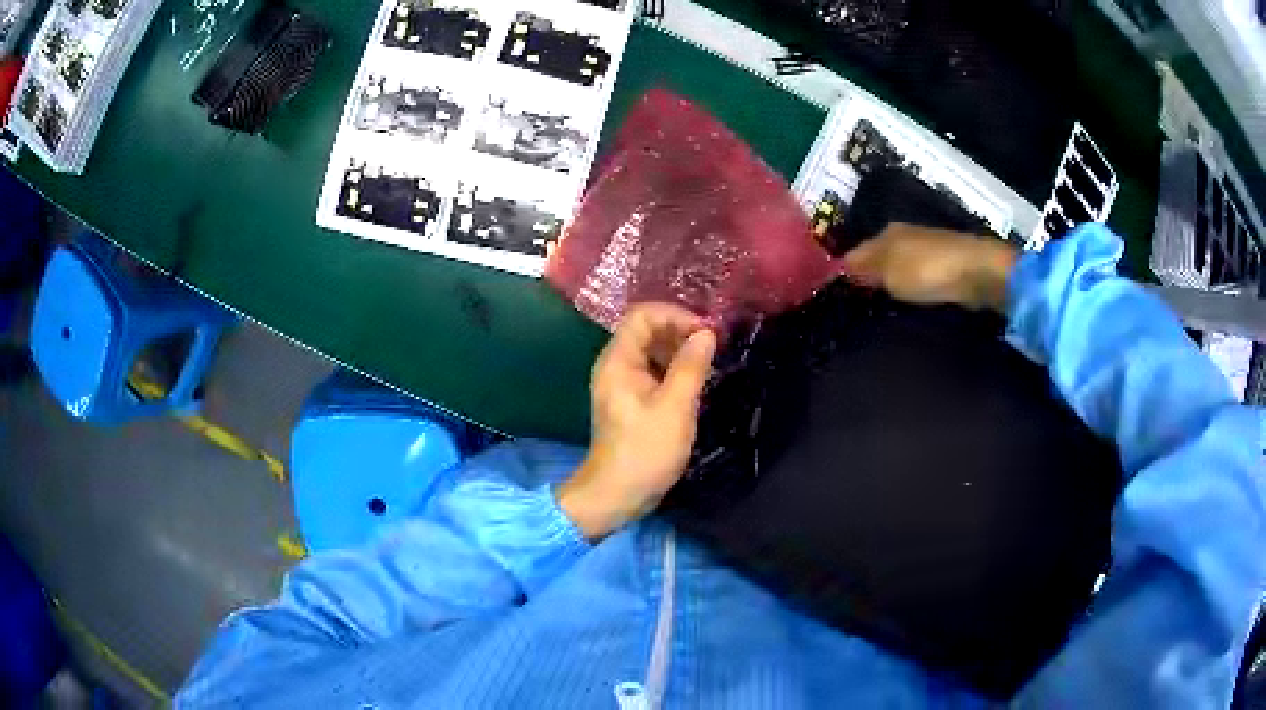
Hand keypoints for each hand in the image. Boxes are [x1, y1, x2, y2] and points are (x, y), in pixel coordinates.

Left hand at [559, 303, 716, 539]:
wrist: (616, 494)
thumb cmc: (645, 451)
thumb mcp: (675, 407)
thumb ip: (691, 366)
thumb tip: (706, 333)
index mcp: (618, 360)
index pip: (643, 315)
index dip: (676, 315)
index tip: (707, 333)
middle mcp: (615, 365)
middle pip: (646, 329)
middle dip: (680, 331)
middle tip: (713, 347)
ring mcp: (621, 383)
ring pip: (650, 350)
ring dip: (679, 350)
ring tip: (708, 364)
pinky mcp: (629, 400)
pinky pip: (651, 371)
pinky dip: (673, 369)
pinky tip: (694, 383)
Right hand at [842, 223, 1018, 311]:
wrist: (978, 273)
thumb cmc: (928, 270)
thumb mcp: (889, 272)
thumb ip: (865, 270)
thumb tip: (841, 267)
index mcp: (886, 233)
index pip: (856, 251)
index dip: (846, 271)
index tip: (837, 295)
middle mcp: (904, 236)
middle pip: (878, 257)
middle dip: (869, 276)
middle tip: (857, 304)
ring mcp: (927, 249)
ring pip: (899, 266)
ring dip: (891, 282)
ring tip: (881, 307)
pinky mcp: (946, 265)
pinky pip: (918, 276)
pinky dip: (911, 286)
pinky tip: (908, 301)